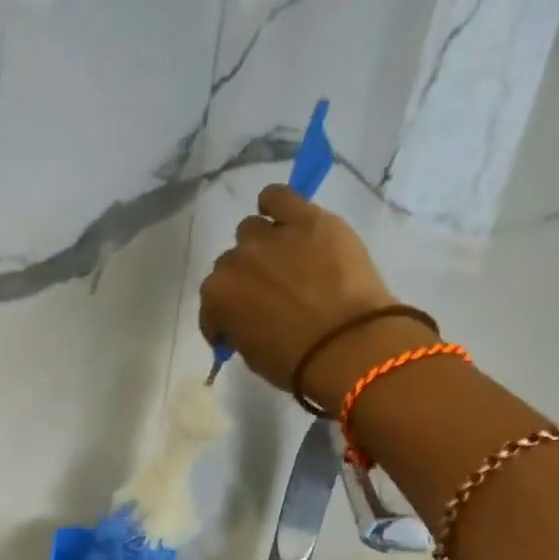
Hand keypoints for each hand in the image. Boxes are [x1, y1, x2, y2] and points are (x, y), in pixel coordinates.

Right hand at [199, 186, 433, 408]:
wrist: (347, 345)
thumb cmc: (295, 362)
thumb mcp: (251, 355)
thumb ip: (237, 329)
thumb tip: (241, 321)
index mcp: (217, 297)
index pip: (211, 304)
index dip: (223, 318)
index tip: (237, 329)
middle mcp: (235, 261)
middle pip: (231, 263)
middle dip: (245, 280)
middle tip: (267, 296)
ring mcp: (271, 237)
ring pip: (251, 230)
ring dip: (260, 245)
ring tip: (282, 260)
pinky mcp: (307, 219)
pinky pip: (279, 196)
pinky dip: (276, 205)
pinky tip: (284, 216)